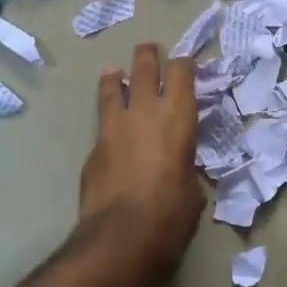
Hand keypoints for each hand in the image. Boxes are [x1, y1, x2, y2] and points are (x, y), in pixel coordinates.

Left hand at [80, 43, 203, 274]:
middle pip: (145, 67)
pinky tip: (108, 131)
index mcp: (179, 116)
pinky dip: (107, 120)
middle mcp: (146, 110)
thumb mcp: (193, 189)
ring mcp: (114, 126)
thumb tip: (179, 172)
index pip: (183, 72)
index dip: (184, 64)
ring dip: (116, 78)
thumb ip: (185, 168)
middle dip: (148, 55)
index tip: (185, 63)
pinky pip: (102, 123)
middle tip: (149, 49)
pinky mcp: (93, 147)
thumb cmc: (172, 214)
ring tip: (114, 72)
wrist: (122, 237)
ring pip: (113, 87)